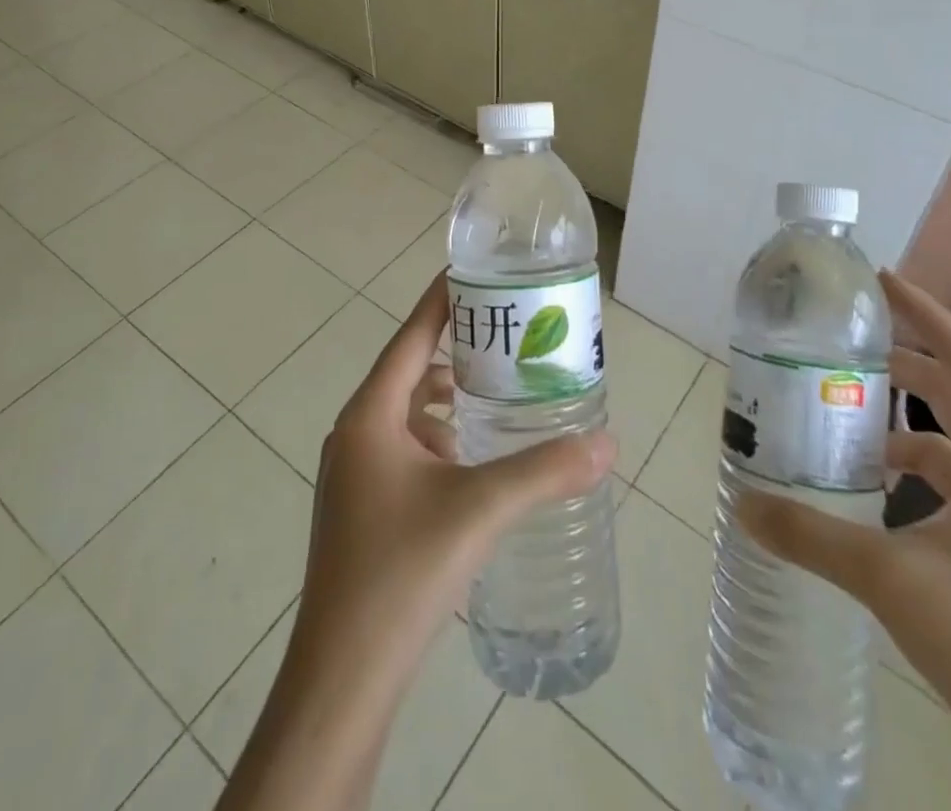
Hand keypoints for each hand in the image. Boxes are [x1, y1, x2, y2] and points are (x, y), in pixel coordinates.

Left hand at [220, 272, 614, 810]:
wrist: (342, 678)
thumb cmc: (401, 573)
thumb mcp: (479, 511)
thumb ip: (545, 472)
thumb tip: (608, 443)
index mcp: (370, 415)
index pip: (411, 337)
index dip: (442, 301)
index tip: (475, 272)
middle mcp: (355, 433)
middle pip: (410, 369)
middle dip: (457, 348)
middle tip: (508, 335)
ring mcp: (353, 473)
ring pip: (407, 412)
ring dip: (448, 397)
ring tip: (498, 393)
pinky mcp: (361, 507)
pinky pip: (403, 447)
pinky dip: (438, 437)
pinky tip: (471, 459)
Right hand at [737, 270, 950, 810]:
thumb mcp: (891, 580)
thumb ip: (811, 535)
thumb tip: (742, 502)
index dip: (924, 312)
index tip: (878, 281)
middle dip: (904, 362)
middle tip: (845, 347)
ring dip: (901, 422)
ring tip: (844, 419)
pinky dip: (911, 472)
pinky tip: (871, 493)